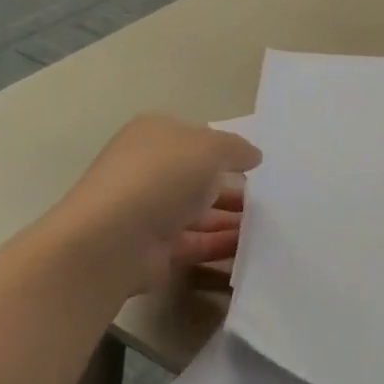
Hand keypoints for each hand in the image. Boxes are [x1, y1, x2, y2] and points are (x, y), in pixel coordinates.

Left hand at [47, 115, 261, 298]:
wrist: (112, 241)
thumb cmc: (162, 177)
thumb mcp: (210, 148)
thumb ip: (236, 149)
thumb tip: (253, 156)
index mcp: (155, 135)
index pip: (196, 137)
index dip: (227, 147)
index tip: (258, 163)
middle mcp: (149, 169)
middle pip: (197, 175)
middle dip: (232, 185)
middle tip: (271, 196)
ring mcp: (149, 211)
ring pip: (199, 211)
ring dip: (231, 217)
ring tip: (271, 223)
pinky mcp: (154, 249)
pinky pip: (196, 243)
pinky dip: (222, 245)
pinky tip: (252, 247)